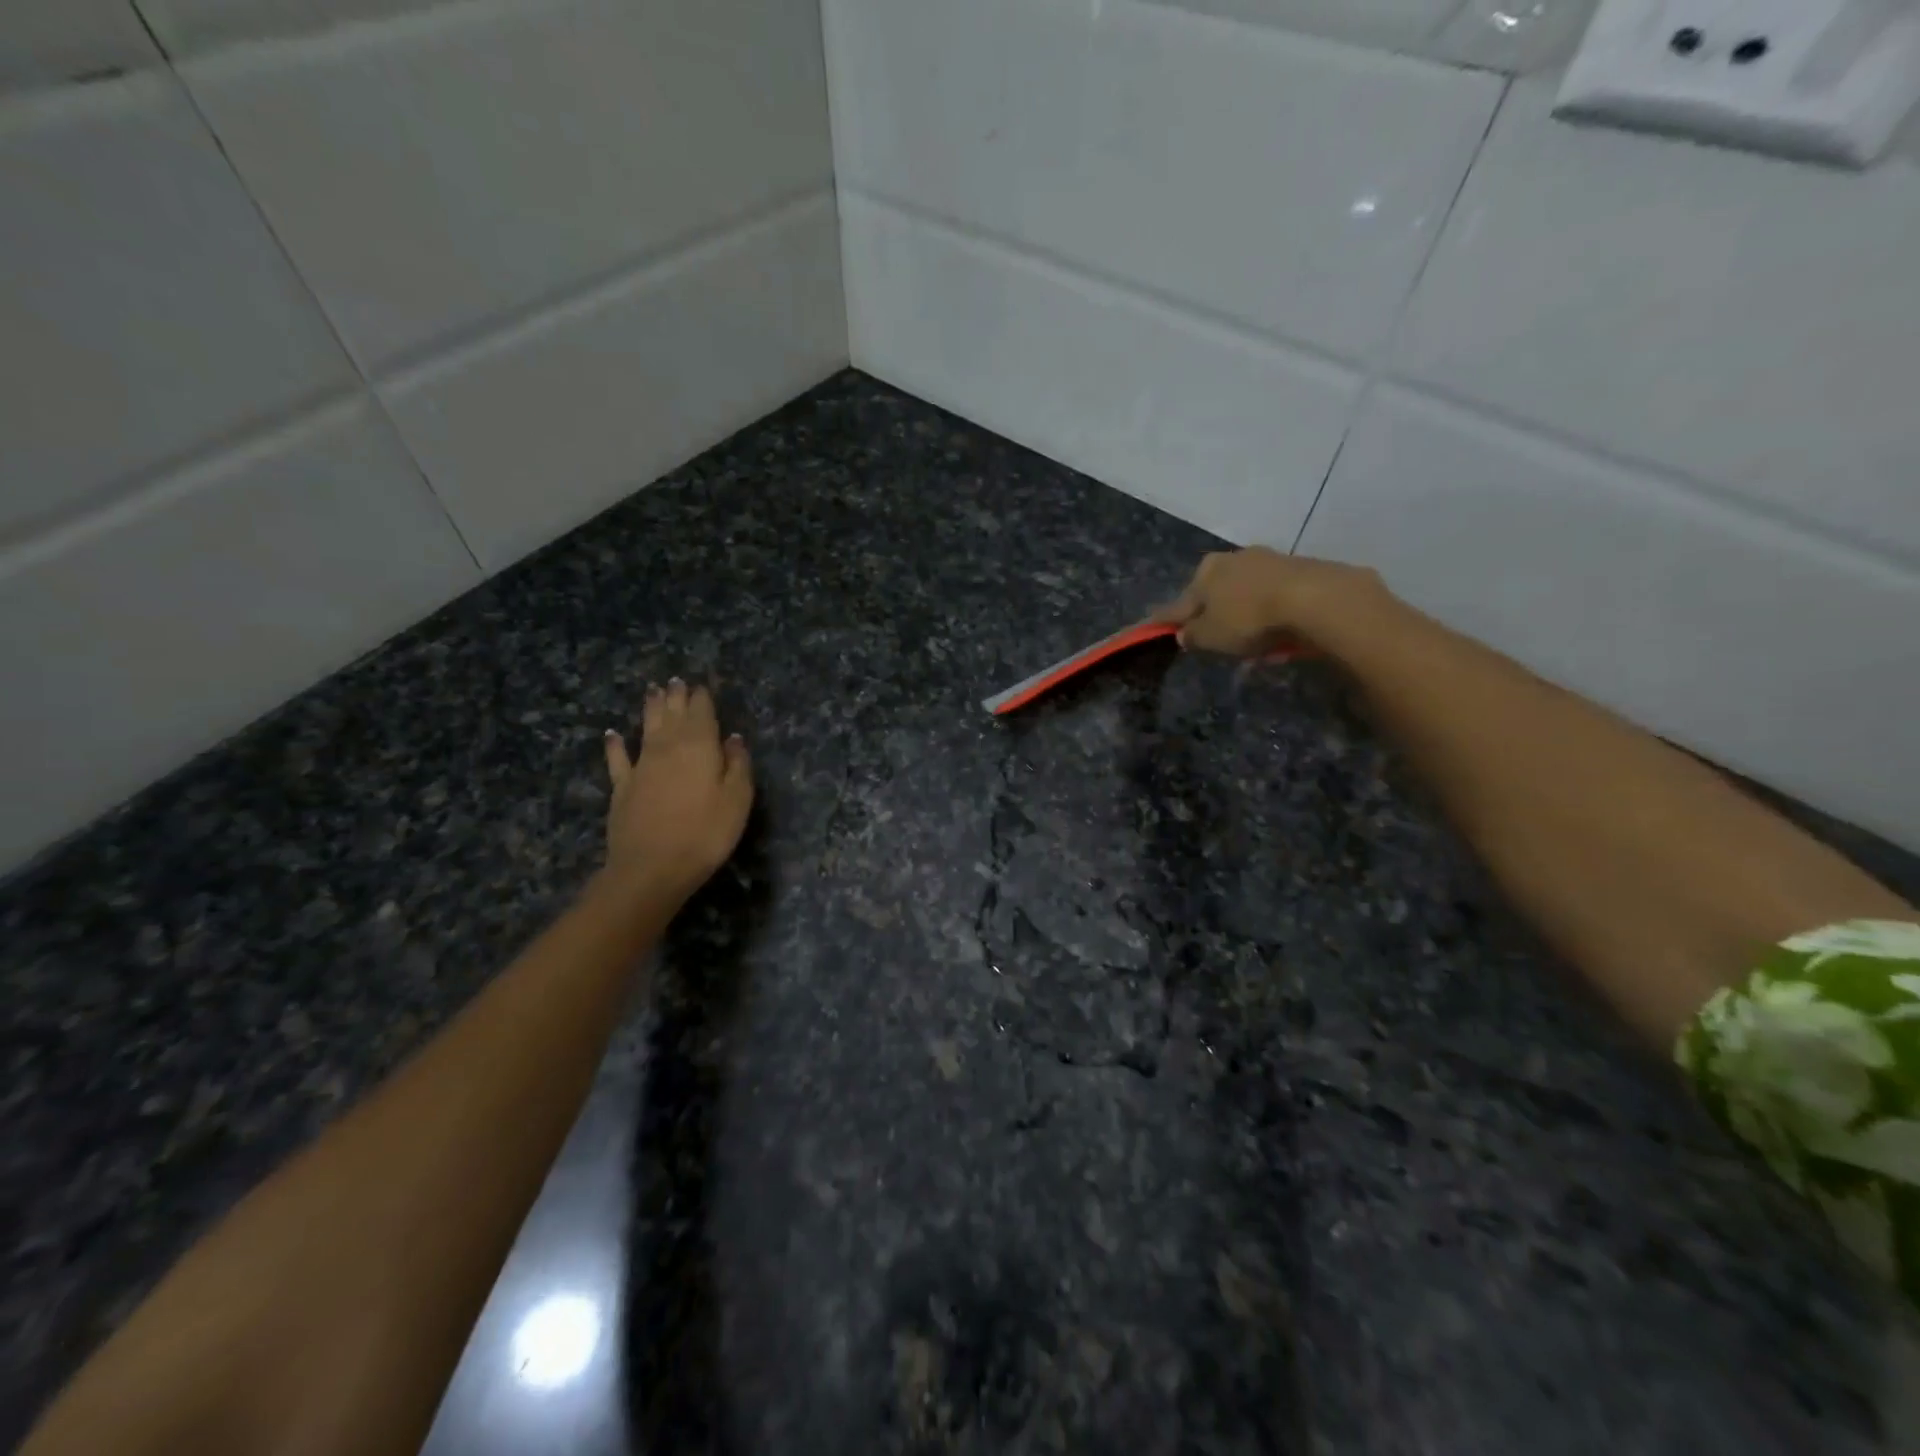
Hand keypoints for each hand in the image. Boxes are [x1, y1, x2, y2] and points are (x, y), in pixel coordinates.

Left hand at [602, 678, 752, 899]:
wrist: (652, 867)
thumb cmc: (706, 833)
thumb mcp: (738, 799)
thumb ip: (737, 764)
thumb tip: (732, 738)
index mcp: (700, 746)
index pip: (702, 713)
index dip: (702, 698)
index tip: (702, 685)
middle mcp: (668, 747)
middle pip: (672, 714)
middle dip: (675, 696)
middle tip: (676, 680)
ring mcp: (642, 766)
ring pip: (646, 728)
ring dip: (650, 708)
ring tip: (652, 691)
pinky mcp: (622, 787)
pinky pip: (618, 758)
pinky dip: (615, 744)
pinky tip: (612, 734)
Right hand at [1153, 548, 1384, 656]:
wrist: (1314, 598)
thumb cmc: (1248, 618)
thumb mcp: (1210, 636)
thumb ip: (1193, 636)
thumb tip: (1184, 633)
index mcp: (1206, 571)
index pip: (1180, 601)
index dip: (1169, 618)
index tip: (1157, 626)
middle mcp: (1234, 558)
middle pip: (1216, 593)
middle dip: (1214, 614)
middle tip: (1215, 639)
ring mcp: (1269, 560)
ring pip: (1247, 594)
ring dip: (1245, 615)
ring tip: (1251, 643)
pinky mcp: (1300, 569)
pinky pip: (1275, 598)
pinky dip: (1271, 614)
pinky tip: (1277, 634)